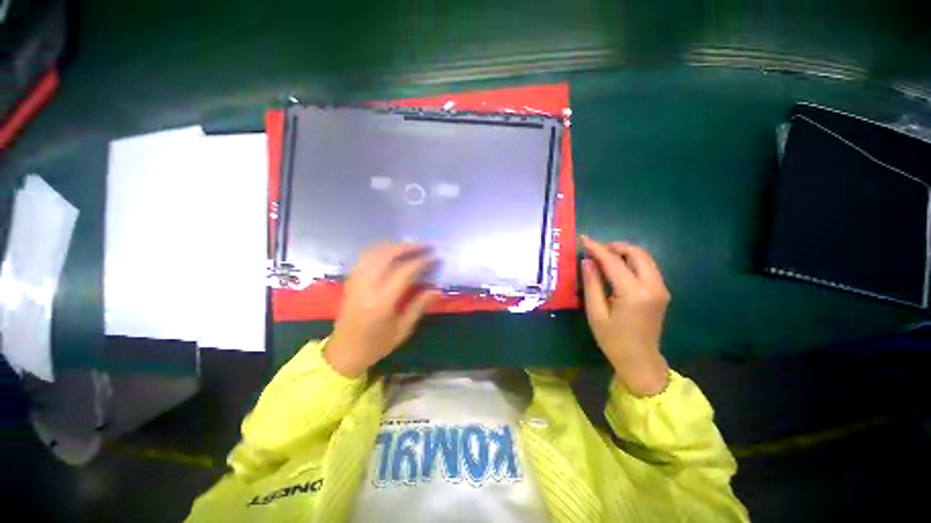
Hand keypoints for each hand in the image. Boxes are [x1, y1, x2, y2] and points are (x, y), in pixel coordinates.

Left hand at [324, 243, 438, 377]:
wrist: (343, 353)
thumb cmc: (375, 345)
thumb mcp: (402, 330)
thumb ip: (419, 306)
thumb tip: (437, 288)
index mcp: (381, 303)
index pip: (403, 272)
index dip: (421, 262)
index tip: (435, 258)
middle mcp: (366, 287)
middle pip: (386, 255)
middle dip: (408, 247)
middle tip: (425, 246)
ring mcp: (356, 282)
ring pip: (373, 252)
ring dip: (394, 246)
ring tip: (411, 247)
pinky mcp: (351, 281)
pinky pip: (365, 257)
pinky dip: (380, 250)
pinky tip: (392, 253)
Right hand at [580, 236, 670, 395]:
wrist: (640, 360)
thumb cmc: (612, 339)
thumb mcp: (596, 312)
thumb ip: (592, 284)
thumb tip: (587, 261)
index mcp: (633, 293)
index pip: (613, 261)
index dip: (597, 248)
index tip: (583, 239)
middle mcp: (652, 286)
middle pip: (636, 253)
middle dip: (614, 246)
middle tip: (595, 249)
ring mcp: (661, 288)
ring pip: (644, 257)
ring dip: (624, 252)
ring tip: (603, 256)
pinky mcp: (661, 291)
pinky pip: (647, 267)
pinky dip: (631, 261)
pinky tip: (616, 267)